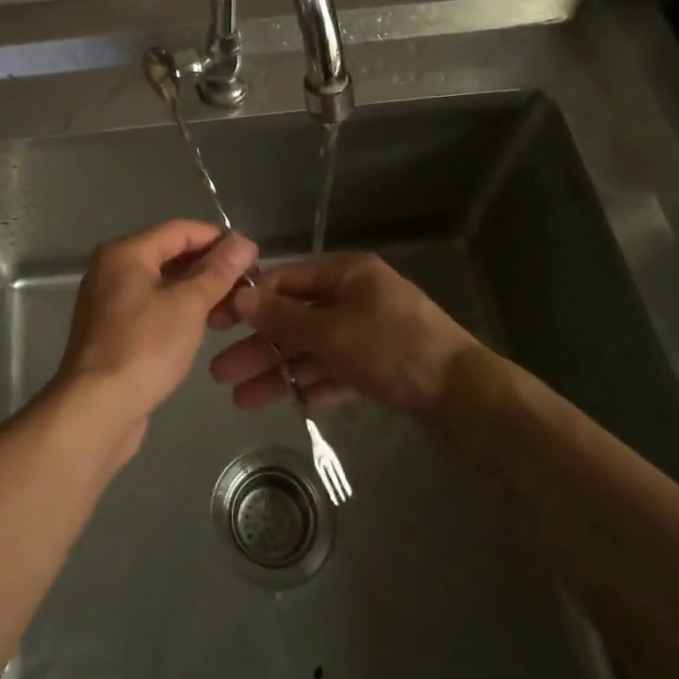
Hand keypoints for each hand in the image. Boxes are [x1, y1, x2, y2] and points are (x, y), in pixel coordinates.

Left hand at [55, 220, 257, 460]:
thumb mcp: (189, 304)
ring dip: (197, 293)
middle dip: (210, 269)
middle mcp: (112, 268)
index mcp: (126, 251)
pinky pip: (152, 307)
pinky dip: (178, 311)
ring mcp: (109, 300)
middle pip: (170, 255)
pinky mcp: (112, 330)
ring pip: (162, 284)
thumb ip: (218, 271)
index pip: (181, 230)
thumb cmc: (145, 346)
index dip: (219, 239)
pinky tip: (204, 328)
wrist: (97, 409)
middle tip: (247, 287)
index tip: (253, 256)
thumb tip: (243, 242)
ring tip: (233, 312)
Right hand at [208, 252, 478, 419]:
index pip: (286, 281)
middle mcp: (354, 298)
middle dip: (258, 346)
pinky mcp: (378, 367)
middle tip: (219, 371)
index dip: (249, 302)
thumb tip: (239, 298)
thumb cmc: (393, 348)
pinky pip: (333, 371)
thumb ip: (283, 318)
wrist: (464, 396)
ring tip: (239, 398)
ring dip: (278, 371)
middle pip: (295, 319)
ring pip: (311, 349)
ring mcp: (367, 333)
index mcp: (346, 274)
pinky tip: (284, 404)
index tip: (215, 322)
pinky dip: (310, 385)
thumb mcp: (332, 331)